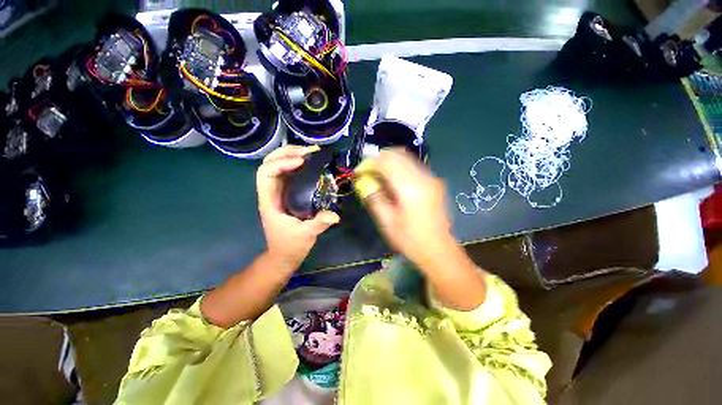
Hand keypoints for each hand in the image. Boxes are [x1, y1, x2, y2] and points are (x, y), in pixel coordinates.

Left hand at [257, 145, 339, 272]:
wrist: (284, 255)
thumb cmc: (290, 245)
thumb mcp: (305, 235)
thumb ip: (319, 224)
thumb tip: (335, 215)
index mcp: (269, 201)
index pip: (266, 173)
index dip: (281, 163)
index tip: (302, 162)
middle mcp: (271, 192)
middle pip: (269, 163)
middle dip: (287, 152)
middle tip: (308, 151)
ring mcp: (279, 192)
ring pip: (278, 165)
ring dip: (292, 155)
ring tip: (310, 152)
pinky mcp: (287, 194)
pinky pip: (289, 173)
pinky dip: (298, 164)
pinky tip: (311, 163)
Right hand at [360, 148, 463, 274]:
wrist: (438, 249)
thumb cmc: (410, 240)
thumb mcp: (387, 221)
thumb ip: (374, 197)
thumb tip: (363, 181)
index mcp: (410, 189)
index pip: (387, 162)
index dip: (370, 163)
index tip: (359, 172)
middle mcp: (423, 177)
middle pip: (398, 154)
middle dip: (379, 159)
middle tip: (368, 172)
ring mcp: (431, 178)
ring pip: (406, 158)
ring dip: (389, 162)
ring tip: (378, 177)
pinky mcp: (434, 182)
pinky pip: (412, 166)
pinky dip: (399, 168)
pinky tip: (392, 182)